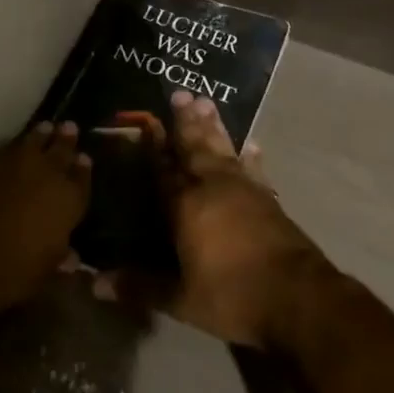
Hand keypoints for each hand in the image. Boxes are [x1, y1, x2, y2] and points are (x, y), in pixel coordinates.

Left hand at [0, 122, 91, 317]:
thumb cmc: (6, 273)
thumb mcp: (40, 277)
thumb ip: (59, 263)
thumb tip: (72, 257)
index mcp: (67, 200)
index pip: (81, 179)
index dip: (83, 170)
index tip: (84, 158)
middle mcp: (45, 173)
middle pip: (60, 150)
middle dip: (66, 141)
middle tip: (69, 128)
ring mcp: (11, 162)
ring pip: (32, 141)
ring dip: (40, 136)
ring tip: (45, 128)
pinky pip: (4, 148)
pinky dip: (11, 148)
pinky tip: (11, 149)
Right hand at [108, 91, 331, 347]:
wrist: (298, 298)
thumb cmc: (233, 296)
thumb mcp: (181, 299)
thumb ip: (140, 287)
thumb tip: (94, 284)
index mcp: (185, 206)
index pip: (163, 169)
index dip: (155, 146)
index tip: (148, 121)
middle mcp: (213, 188)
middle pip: (195, 147)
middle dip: (186, 121)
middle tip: (182, 93)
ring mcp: (245, 190)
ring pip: (223, 150)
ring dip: (214, 127)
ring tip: (208, 102)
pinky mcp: (269, 200)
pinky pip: (254, 169)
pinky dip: (250, 156)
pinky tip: (252, 145)